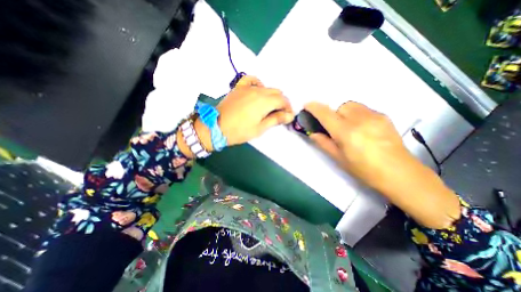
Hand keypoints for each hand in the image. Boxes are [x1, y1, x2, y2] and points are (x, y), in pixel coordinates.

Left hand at [217, 75, 294, 145]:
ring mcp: (247, 87)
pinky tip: (258, 91)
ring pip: (266, 87)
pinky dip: (258, 84)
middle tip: (280, 113)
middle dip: (281, 102)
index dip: (288, 108)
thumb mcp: (260, 128)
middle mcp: (258, 91)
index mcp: (264, 101)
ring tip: (270, 106)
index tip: (288, 116)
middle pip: (276, 93)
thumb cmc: (240, 131)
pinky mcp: (239, 87)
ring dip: (272, 96)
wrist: (217, 126)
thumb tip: (289, 115)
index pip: (283, 100)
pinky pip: (251, 80)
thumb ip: (275, 119)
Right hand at [306, 102, 459, 228]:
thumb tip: (312, 133)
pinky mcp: (384, 116)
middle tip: (336, 129)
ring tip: (349, 127)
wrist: (399, 173)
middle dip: (334, 114)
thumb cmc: (364, 170)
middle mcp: (359, 119)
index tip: (307, 105)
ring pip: (352, 105)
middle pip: (340, 107)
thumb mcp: (339, 158)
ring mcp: (374, 116)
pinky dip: (357, 115)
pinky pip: (364, 109)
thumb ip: (324, 143)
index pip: (326, 114)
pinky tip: (362, 128)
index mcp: (346, 132)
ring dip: (345, 113)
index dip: (314, 108)